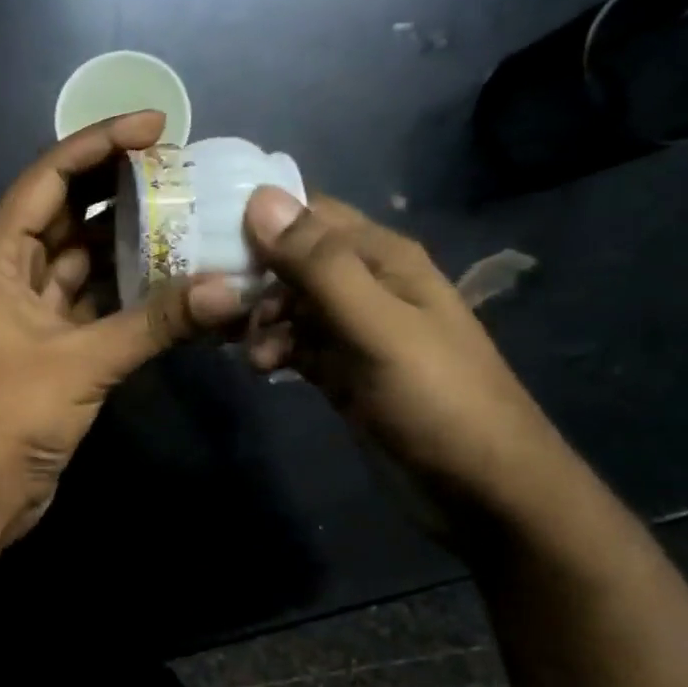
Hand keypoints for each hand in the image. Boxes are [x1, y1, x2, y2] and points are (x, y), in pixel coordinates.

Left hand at [0, 111, 242, 544]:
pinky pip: (95, 304)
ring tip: (191, 219)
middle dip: (120, 191)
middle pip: (69, 214)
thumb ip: (154, 324)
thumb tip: (228, 290)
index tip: (155, 126)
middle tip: (183, 171)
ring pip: (85, 262)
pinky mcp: (53, 348)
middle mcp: (12, 275)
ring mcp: (32, 313)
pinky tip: (176, 282)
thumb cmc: (6, 417)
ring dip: (131, 245)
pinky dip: (130, 295)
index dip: (99, 145)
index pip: (49, 179)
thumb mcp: (80, 363)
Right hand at [240, 188, 574, 530]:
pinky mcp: (341, 368)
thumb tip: (260, 198)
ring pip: (286, 304)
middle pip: (290, 260)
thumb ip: (320, 266)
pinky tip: (261, 370)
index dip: (257, 220)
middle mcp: (365, 283)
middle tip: (215, 308)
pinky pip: (293, 343)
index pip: (307, 214)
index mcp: (382, 257)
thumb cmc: (436, 399)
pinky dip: (272, 350)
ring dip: (258, 320)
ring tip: (251, 353)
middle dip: (250, 277)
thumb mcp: (378, 327)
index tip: (206, 239)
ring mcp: (351, 329)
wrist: (481, 487)